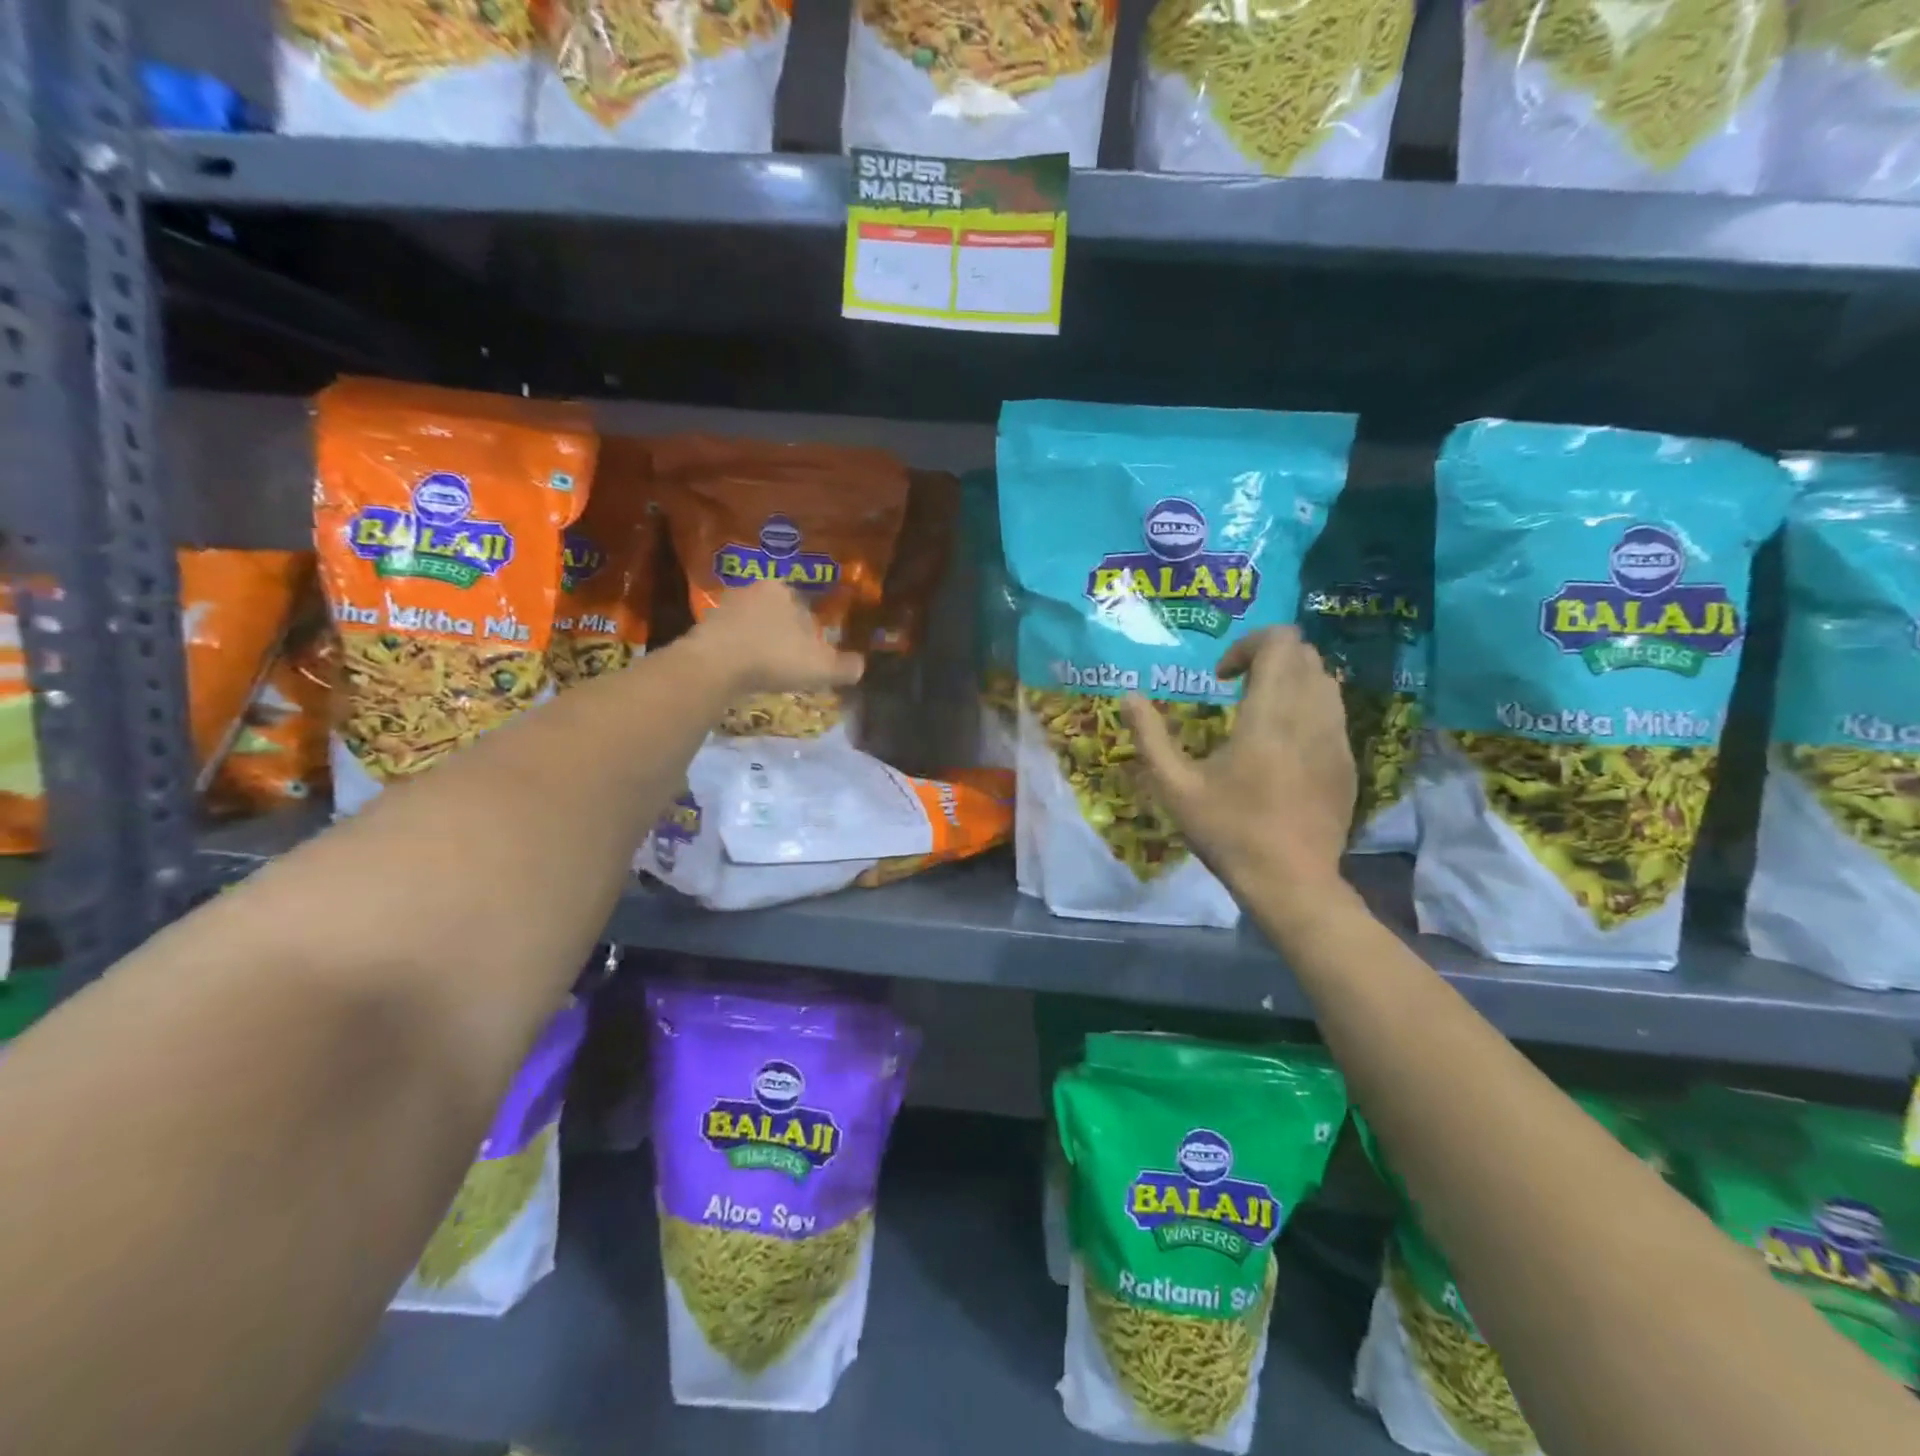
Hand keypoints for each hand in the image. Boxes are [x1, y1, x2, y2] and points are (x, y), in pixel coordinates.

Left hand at [688, 580, 865, 696]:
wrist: (713, 666)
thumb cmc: (774, 657)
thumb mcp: (822, 667)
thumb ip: (846, 666)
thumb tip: (861, 666)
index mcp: (783, 589)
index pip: (807, 608)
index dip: (814, 633)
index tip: (813, 655)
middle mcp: (753, 588)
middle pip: (779, 614)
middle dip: (786, 636)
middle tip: (791, 664)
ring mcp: (725, 606)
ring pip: (754, 626)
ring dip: (762, 644)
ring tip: (768, 670)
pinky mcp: (704, 626)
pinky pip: (732, 639)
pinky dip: (740, 653)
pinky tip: (744, 673)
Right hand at [1124, 626, 1353, 905]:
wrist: (1291, 882)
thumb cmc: (1228, 832)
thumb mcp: (1175, 787)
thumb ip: (1150, 736)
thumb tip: (1128, 696)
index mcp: (1270, 714)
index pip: (1282, 642)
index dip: (1249, 644)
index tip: (1221, 677)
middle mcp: (1311, 715)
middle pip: (1305, 654)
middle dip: (1268, 659)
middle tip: (1235, 689)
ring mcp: (1337, 738)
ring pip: (1324, 681)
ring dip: (1290, 682)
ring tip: (1258, 714)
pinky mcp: (1348, 761)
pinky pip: (1332, 713)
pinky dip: (1306, 709)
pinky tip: (1282, 747)